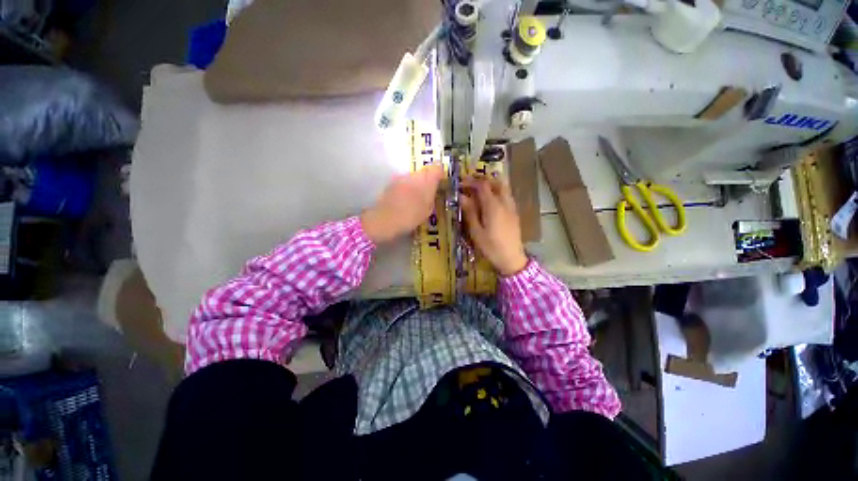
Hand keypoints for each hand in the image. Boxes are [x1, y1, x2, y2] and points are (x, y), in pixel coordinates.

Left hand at [361, 164, 444, 243]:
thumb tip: (434, 188)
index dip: (440, 173)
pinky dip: (407, 188)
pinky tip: (405, 200)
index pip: (437, 168)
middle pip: (424, 171)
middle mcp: (413, 175)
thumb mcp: (427, 210)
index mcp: (426, 180)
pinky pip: (404, 182)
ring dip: (416, 184)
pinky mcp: (391, 183)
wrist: (384, 220)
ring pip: (413, 177)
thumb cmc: (410, 217)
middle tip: (429, 193)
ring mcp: (401, 178)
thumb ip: (432, 195)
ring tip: (416, 198)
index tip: (441, 182)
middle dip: (428, 179)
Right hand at [461, 177, 527, 276]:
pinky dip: (497, 193)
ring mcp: (511, 207)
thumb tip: (462, 196)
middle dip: (483, 180)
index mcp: (493, 206)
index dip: (471, 181)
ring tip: (479, 192)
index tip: (460, 184)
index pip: (482, 186)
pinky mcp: (514, 213)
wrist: (512, 259)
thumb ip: (470, 212)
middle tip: (471, 184)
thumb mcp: (476, 231)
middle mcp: (504, 203)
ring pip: (504, 188)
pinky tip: (490, 203)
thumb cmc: (491, 247)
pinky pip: (507, 196)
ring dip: (492, 185)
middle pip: (496, 182)